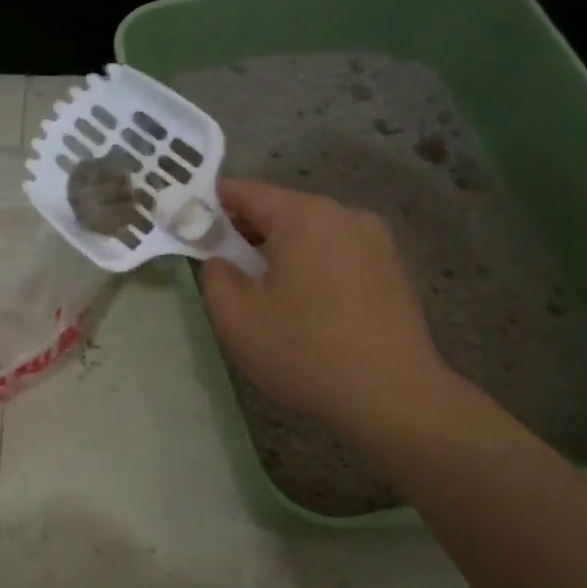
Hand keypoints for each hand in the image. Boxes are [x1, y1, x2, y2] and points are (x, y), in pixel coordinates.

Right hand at [201, 180, 452, 440]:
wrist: (392, 395)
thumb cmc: (304, 351)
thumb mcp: (236, 319)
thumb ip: (215, 277)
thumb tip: (222, 261)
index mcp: (304, 216)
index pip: (246, 192)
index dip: (213, 204)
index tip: (192, 224)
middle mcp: (344, 215)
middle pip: (283, 210)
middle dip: (249, 232)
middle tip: (227, 267)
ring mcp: (376, 241)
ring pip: (314, 234)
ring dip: (285, 252)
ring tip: (270, 293)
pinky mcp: (394, 269)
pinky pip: (340, 255)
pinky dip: (316, 268)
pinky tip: (309, 307)